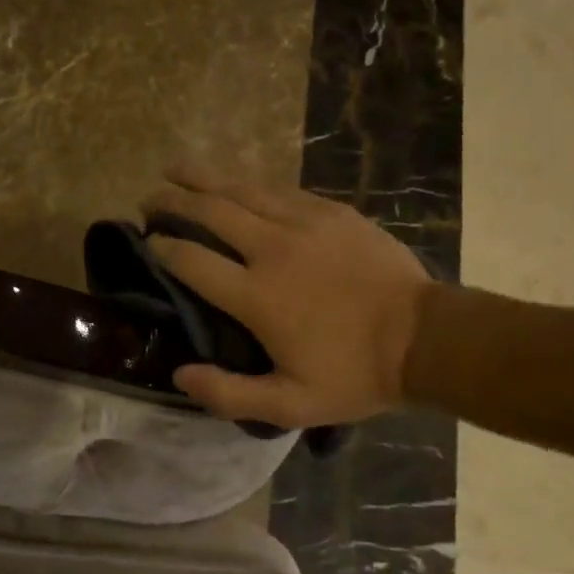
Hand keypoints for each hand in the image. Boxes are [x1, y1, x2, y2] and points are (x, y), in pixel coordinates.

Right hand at [140, 164, 435, 427]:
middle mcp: (272, 249)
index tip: (147, 240)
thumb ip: (229, 395)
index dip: (162, 247)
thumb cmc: (355, 374)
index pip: (192, 260)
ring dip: (204, 178)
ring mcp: (304, 222)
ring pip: (242, 190)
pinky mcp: (331, 211)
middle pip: (210, 211)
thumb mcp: (291, 404)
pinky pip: (279, 189)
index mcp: (257, 295)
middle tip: (149, 196)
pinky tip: (238, 182)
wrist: (425, 338)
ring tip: (177, 169)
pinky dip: (249, 184)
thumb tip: (179, 375)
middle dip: (173, 200)